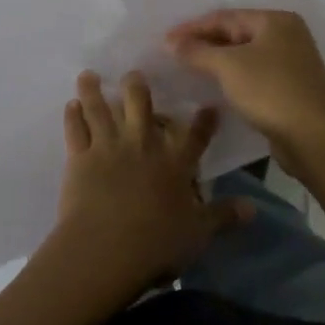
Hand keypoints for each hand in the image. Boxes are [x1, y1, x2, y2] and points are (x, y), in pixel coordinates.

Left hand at [37, 71, 250, 308]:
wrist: (106, 249)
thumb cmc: (157, 243)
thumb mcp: (199, 233)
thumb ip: (224, 216)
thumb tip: (254, 209)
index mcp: (174, 162)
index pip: (195, 136)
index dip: (204, 121)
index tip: (209, 106)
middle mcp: (142, 144)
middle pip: (140, 104)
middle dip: (137, 86)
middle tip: (134, 75)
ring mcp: (108, 147)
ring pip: (100, 109)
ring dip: (94, 90)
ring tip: (88, 75)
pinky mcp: (80, 158)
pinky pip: (76, 129)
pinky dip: (72, 115)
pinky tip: (70, 104)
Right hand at [166, 9, 324, 148]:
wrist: (313, 136)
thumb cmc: (270, 90)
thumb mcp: (228, 66)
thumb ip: (197, 51)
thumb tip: (171, 43)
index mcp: (275, 21)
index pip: (225, 17)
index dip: (192, 28)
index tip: (165, 40)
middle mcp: (286, 35)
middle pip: (236, 33)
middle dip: (204, 43)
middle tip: (173, 53)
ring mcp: (291, 62)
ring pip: (244, 55)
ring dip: (216, 61)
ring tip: (187, 68)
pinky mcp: (290, 88)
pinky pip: (253, 74)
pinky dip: (231, 76)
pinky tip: (213, 85)